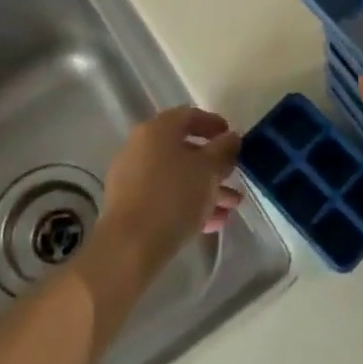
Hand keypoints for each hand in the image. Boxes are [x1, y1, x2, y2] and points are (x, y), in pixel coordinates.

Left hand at [94, 107, 243, 280]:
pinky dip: (188, 203)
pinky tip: (212, 222)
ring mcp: (132, 177)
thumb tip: (231, 137)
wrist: (129, 247)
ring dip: (205, 187)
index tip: (233, 138)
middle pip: (183, 148)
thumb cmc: (173, 197)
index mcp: (157, 130)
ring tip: (231, 206)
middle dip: (213, 164)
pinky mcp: (129, 206)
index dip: (214, 124)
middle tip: (233, 175)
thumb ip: (223, 149)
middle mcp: (140, 147)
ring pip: (176, 176)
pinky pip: (165, 197)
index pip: (189, 115)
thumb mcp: (208, 169)